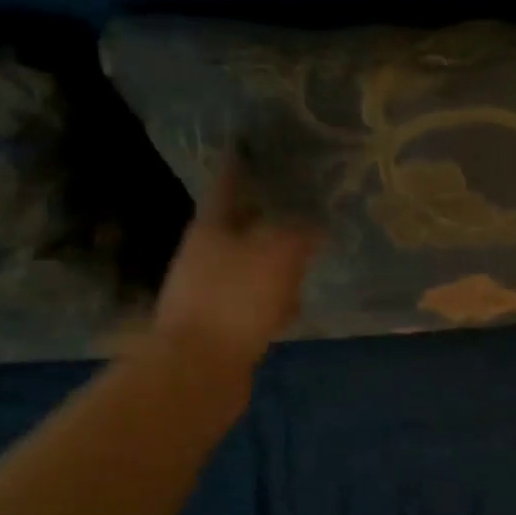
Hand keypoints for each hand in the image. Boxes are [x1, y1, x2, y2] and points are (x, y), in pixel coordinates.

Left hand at [152, 164, 321, 369]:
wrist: (199, 369)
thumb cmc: (235, 299)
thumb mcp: (277, 254)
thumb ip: (300, 234)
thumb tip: (316, 228)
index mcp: (211, 228)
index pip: (227, 185)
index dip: (239, 165)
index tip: (246, 145)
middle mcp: (205, 255)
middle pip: (240, 226)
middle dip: (266, 217)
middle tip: (299, 207)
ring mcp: (210, 291)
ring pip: (249, 265)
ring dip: (274, 264)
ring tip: (305, 261)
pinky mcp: (220, 324)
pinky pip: (253, 301)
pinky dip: (273, 300)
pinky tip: (292, 309)